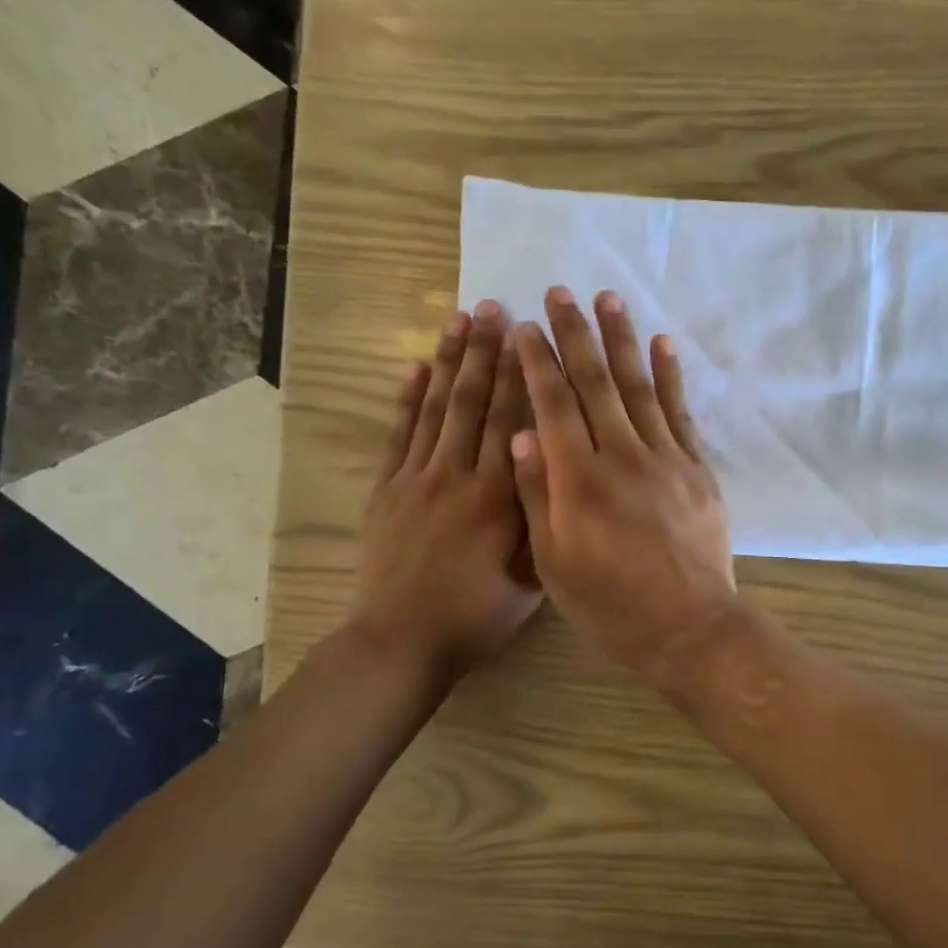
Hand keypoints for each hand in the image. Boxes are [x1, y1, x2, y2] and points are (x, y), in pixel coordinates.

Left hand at [351, 302, 541, 679]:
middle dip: (485, 352)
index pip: (512, 423)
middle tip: (493, 306)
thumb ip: (544, 525)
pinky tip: (417, 366)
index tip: (527, 334)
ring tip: (458, 318)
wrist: (402, 642)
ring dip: (448, 361)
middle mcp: (458, 476)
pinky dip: (407, 398)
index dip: (520, 376)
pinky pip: (399, 434)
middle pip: (474, 403)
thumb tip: (560, 475)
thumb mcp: (531, 580)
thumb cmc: (476, 617)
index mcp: (498, 498)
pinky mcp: (387, 490)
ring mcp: (417, 479)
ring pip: (437, 409)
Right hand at [511, 287, 737, 684]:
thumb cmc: (611, 606)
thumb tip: (520, 435)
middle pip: (594, 384)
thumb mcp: (554, 564)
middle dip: (575, 335)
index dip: (537, 362)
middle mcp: (621, 457)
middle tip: (560, 292)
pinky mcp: (696, 469)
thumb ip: (537, 497)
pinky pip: (681, 412)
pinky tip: (662, 345)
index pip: (553, 405)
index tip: (525, 326)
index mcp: (578, 481)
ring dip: (622, 340)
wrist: (688, 628)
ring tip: (609, 299)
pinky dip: (670, 377)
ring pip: (638, 388)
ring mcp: (665, 459)